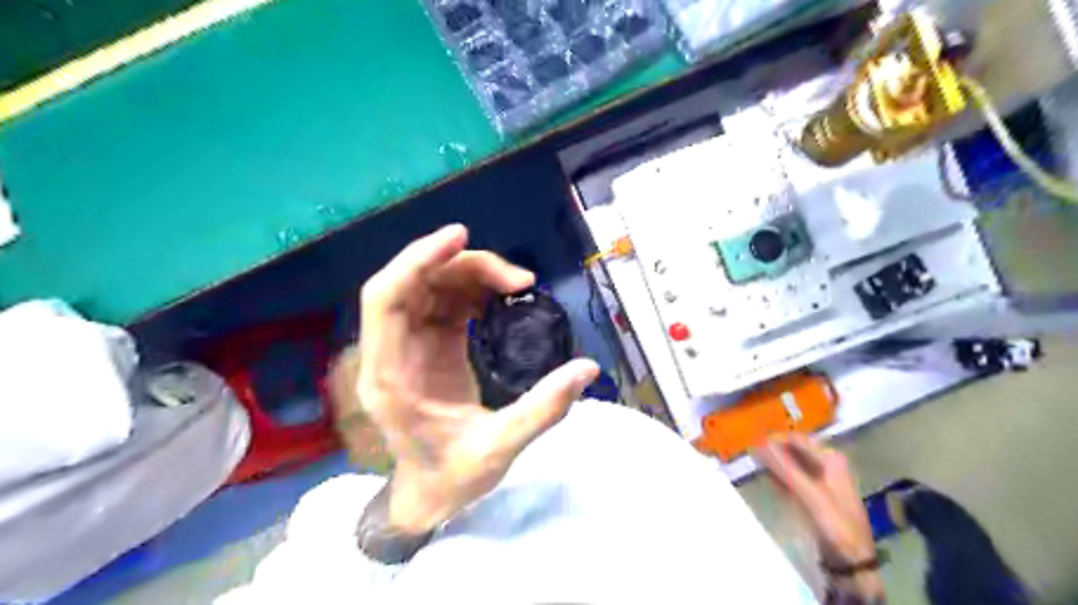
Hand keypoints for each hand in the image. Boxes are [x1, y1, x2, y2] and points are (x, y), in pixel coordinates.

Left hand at [356, 225, 601, 533]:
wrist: (429, 496)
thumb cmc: (452, 478)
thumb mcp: (500, 448)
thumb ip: (543, 409)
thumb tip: (588, 369)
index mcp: (390, 376)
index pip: (387, 300)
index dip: (417, 260)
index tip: (459, 236)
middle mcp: (390, 352)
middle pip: (413, 284)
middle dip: (460, 265)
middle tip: (515, 277)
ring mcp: (407, 347)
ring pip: (430, 288)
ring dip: (471, 275)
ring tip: (518, 285)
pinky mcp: (426, 345)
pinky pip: (444, 302)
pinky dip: (472, 290)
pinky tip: (502, 295)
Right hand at [756, 435, 882, 599]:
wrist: (852, 560)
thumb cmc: (835, 523)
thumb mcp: (810, 495)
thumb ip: (785, 468)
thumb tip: (759, 444)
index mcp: (831, 459)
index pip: (797, 439)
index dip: (775, 439)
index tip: (752, 443)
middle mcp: (828, 464)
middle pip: (795, 450)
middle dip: (774, 451)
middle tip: (752, 455)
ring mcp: (822, 479)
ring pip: (793, 463)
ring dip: (775, 463)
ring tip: (757, 465)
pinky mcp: (816, 494)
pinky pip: (794, 477)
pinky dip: (781, 476)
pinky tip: (769, 480)